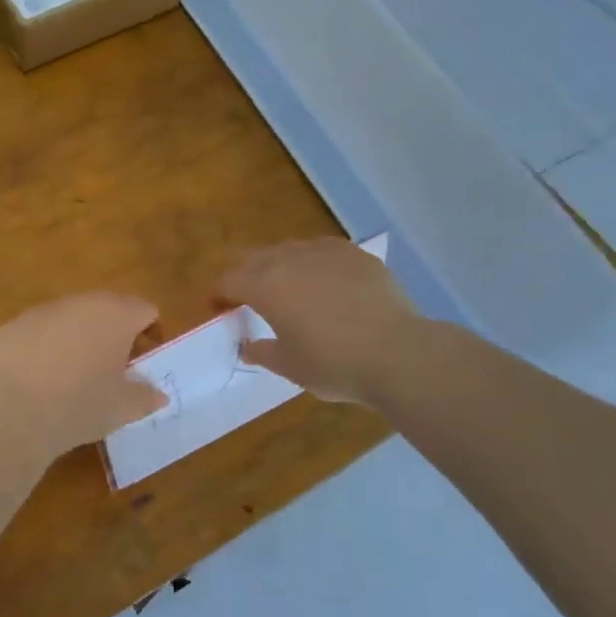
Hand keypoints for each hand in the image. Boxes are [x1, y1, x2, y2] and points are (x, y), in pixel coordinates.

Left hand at [0, 294, 167, 458]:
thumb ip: (146, 397)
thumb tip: (159, 395)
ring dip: (79, 336)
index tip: (144, 360)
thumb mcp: (123, 409)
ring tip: (74, 373)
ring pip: (71, 317)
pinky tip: (40, 377)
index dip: (150, 333)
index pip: (145, 311)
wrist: (14, 412)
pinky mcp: (14, 325)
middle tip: (113, 366)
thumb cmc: (81, 405)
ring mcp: (44, 311)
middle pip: (108, 308)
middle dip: (114, 331)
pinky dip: (46, 346)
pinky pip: (40, 330)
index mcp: (116, 316)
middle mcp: (81, 303)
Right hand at [216, 238, 418, 406]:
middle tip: (249, 298)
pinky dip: (313, 263)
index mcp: (265, 286)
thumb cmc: (333, 364)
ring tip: (288, 287)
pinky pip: (322, 251)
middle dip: (245, 276)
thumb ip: (262, 352)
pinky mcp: (355, 254)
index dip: (218, 294)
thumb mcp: (289, 366)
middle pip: (254, 258)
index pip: (227, 280)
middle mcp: (289, 260)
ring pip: (289, 250)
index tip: (219, 309)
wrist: (397, 353)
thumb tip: (247, 347)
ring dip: (278, 266)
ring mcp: (324, 252)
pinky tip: (325, 282)